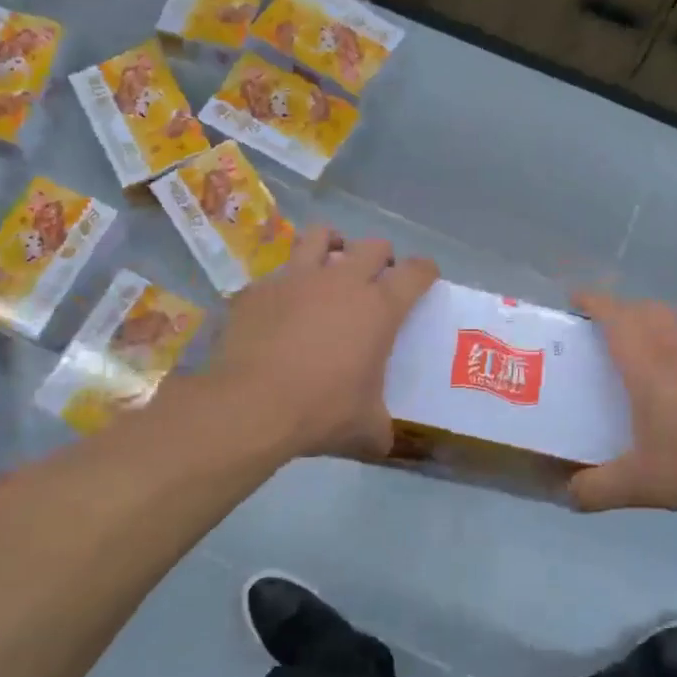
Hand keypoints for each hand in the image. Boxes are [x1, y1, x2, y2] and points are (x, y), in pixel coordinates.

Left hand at [209, 226, 437, 459]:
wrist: (250, 405)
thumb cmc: (321, 411)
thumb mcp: (365, 428)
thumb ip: (380, 427)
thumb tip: (384, 441)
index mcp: (379, 308)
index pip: (416, 273)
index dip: (426, 271)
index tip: (426, 278)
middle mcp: (342, 281)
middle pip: (373, 246)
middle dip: (382, 257)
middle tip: (377, 279)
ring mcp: (297, 278)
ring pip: (321, 235)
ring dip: (332, 244)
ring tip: (330, 262)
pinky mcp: (259, 288)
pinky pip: (278, 273)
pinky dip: (286, 283)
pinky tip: (281, 306)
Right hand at [570, 292, 676, 517]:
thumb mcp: (638, 484)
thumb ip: (596, 489)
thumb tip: (568, 495)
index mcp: (647, 366)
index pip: (616, 318)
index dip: (594, 302)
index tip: (575, 298)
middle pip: (648, 310)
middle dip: (623, 309)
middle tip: (603, 327)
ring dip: (655, 319)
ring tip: (641, 343)